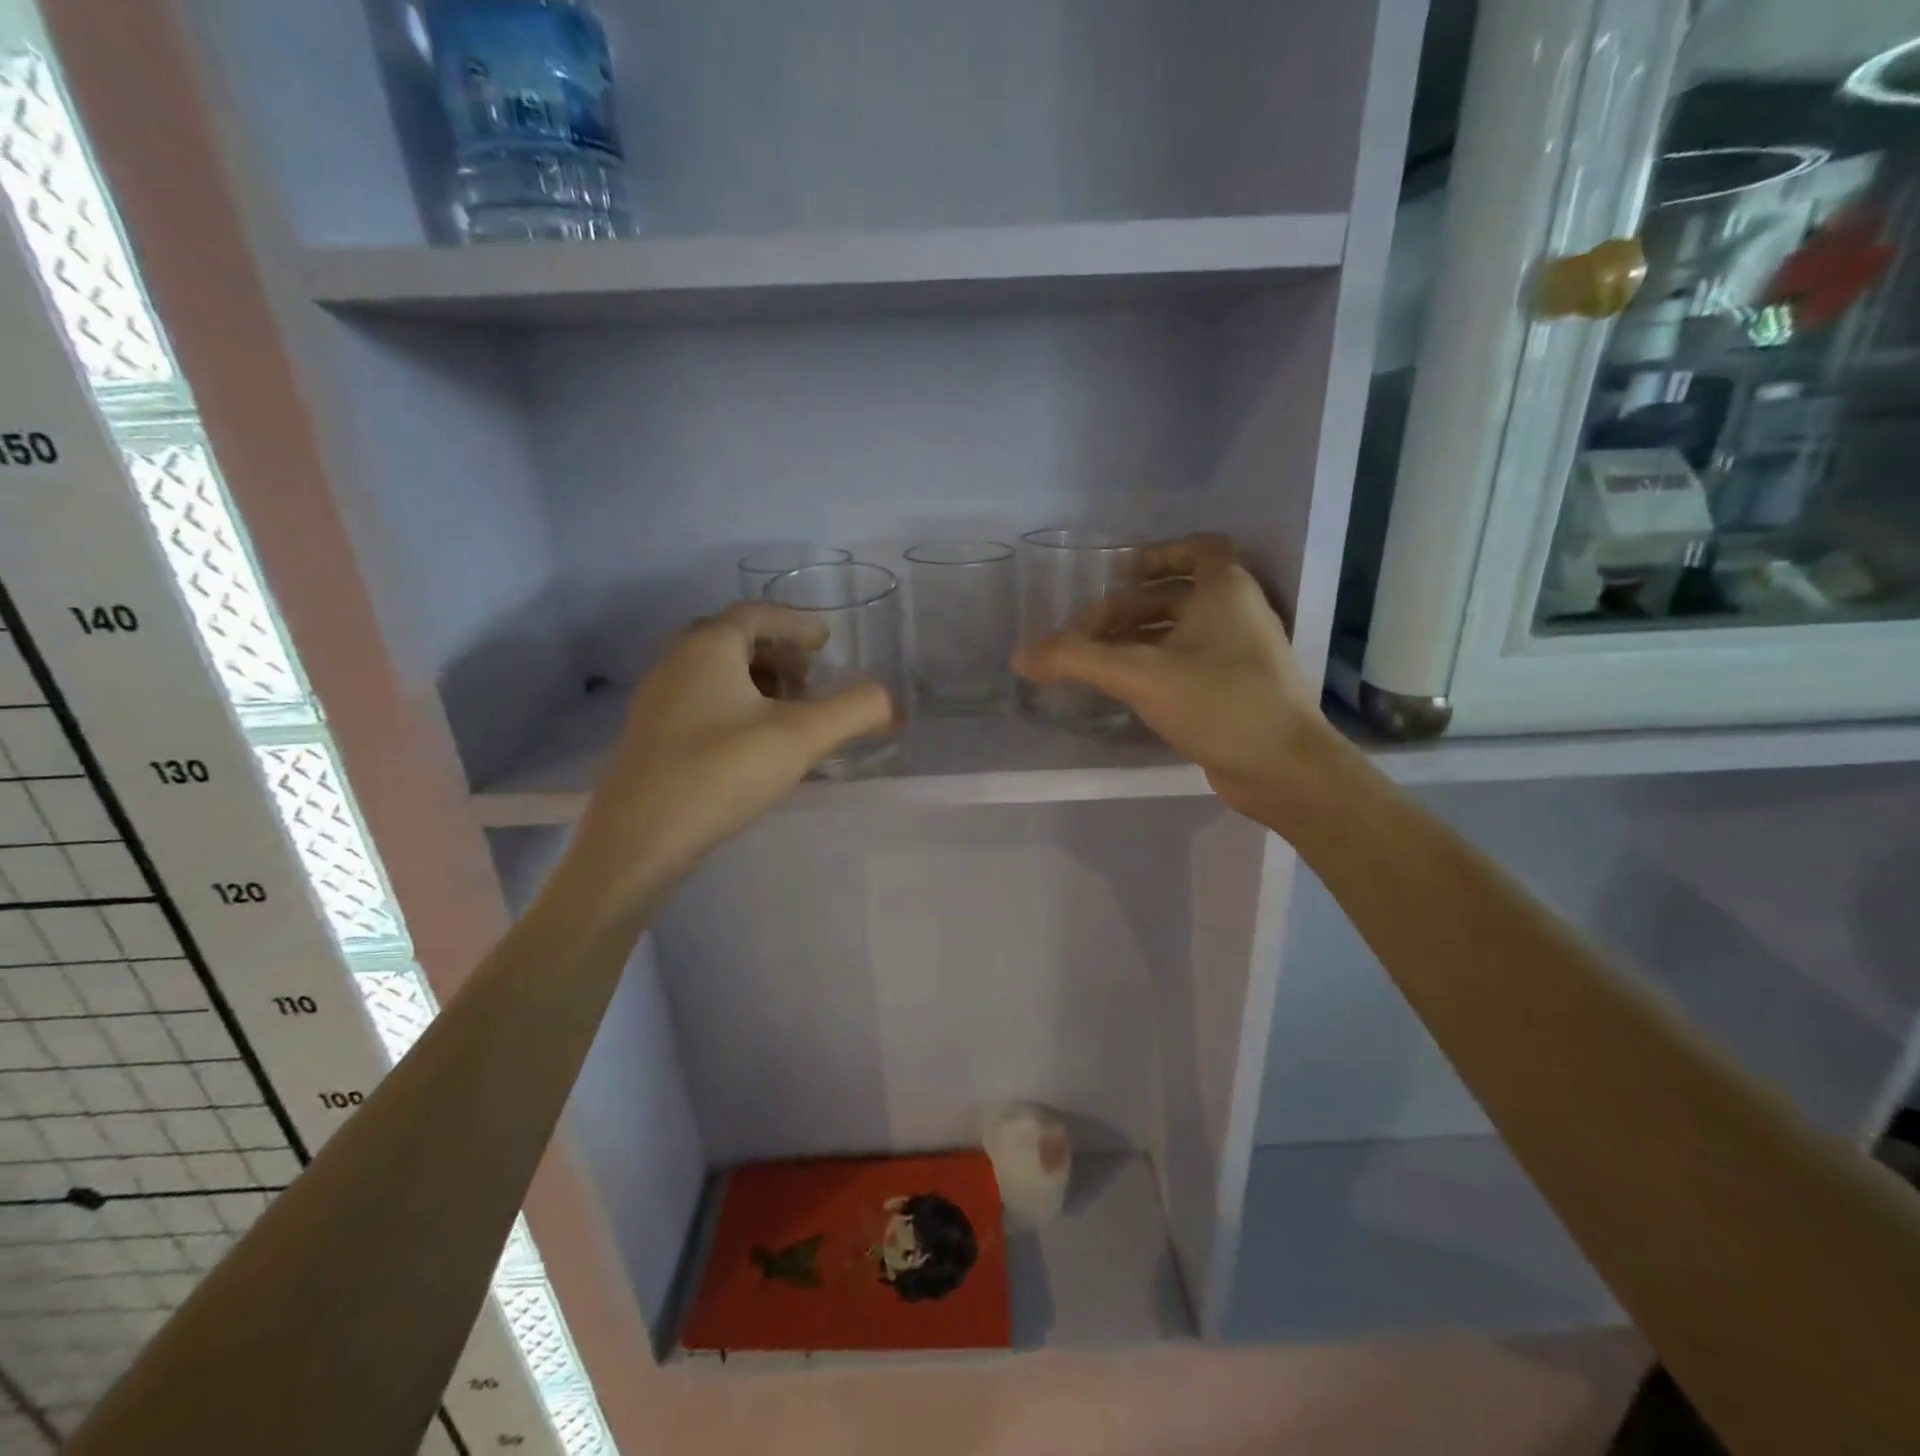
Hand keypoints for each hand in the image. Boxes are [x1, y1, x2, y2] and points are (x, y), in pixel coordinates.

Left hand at [566, 602, 892, 913]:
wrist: (637, 842)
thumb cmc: (720, 774)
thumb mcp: (800, 738)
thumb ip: (854, 710)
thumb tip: (892, 701)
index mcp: (707, 646)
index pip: (757, 614)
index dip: (796, 624)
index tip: (826, 642)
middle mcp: (676, 661)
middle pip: (734, 638)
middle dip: (778, 653)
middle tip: (810, 679)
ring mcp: (658, 699)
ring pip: (716, 670)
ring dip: (758, 679)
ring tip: (789, 712)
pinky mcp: (652, 734)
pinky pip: (702, 698)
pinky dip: (736, 703)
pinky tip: (754, 742)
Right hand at [1013, 534, 1336, 818]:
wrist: (1283, 769)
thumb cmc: (1218, 702)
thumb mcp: (1140, 675)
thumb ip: (1077, 660)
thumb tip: (1020, 656)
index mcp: (1225, 590)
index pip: (1198, 547)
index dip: (1156, 554)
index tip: (1117, 574)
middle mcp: (1238, 613)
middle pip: (1176, 594)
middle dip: (1127, 609)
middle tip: (1082, 634)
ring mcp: (1241, 654)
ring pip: (1181, 632)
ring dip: (1138, 639)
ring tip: (1094, 660)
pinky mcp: (1237, 690)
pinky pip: (1189, 663)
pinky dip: (1156, 666)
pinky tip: (1125, 689)